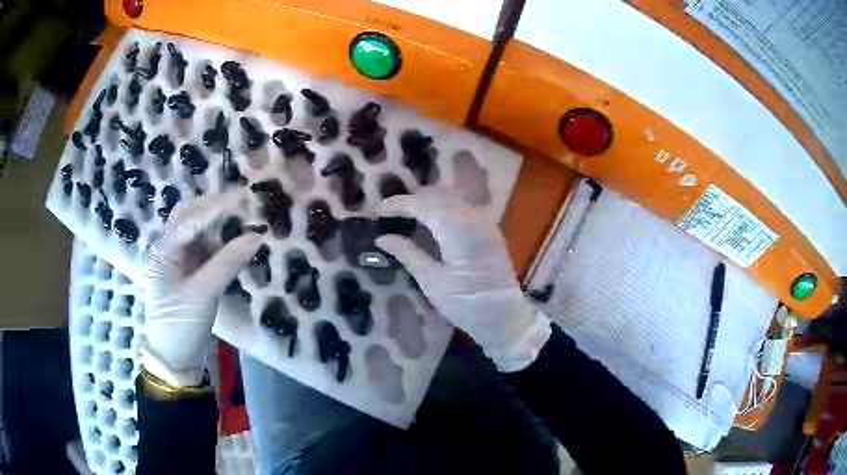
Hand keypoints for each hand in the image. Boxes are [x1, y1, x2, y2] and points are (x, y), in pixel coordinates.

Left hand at [142, 191, 262, 386]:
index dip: (216, 207)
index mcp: (162, 251)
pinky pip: (205, 247)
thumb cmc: (181, 325)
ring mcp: (178, 259)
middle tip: (244, 204)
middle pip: (189, 216)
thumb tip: (257, 236)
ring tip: (244, 218)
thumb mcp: (203, 294)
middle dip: (215, 207)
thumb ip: (228, 262)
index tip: (244, 200)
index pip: (189, 219)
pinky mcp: (189, 271)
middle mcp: (167, 248)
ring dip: (219, 222)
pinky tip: (236, 239)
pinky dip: (220, 240)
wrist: (176, 358)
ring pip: (198, 229)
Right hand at [375, 188, 550, 371]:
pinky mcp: (489, 230)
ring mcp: (485, 222)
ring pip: (452, 198)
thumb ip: (407, 254)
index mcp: (458, 231)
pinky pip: (463, 207)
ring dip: (428, 201)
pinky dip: (443, 207)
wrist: (504, 318)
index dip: (399, 204)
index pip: (424, 205)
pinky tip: (431, 220)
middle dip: (412, 200)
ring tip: (406, 214)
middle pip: (438, 196)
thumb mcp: (432, 282)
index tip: (378, 210)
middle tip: (390, 212)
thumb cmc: (466, 305)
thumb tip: (382, 238)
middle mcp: (474, 219)